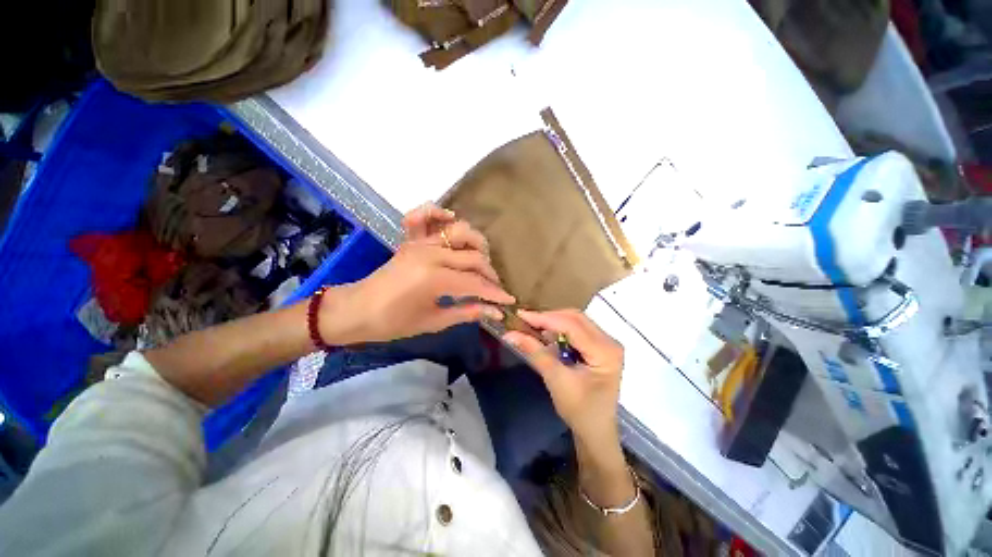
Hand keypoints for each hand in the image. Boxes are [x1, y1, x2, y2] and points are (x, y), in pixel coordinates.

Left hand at [319, 204, 512, 344]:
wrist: (356, 310)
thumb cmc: (392, 323)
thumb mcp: (433, 322)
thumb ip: (466, 312)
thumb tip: (494, 311)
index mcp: (435, 279)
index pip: (476, 283)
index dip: (495, 293)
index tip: (509, 301)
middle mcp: (431, 255)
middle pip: (474, 257)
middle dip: (490, 274)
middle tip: (495, 288)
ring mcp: (420, 243)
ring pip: (460, 232)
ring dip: (477, 245)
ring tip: (481, 261)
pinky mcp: (412, 240)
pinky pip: (426, 217)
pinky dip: (439, 213)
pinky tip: (450, 221)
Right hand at [503, 310, 623, 442]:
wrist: (596, 433)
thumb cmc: (580, 411)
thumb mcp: (556, 380)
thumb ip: (536, 352)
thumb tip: (511, 334)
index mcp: (605, 351)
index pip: (572, 325)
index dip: (545, 318)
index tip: (521, 316)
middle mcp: (609, 341)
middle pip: (576, 318)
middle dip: (549, 317)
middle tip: (525, 319)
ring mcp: (605, 343)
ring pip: (576, 321)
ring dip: (553, 322)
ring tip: (532, 324)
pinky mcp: (598, 347)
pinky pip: (577, 330)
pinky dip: (559, 329)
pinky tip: (545, 333)